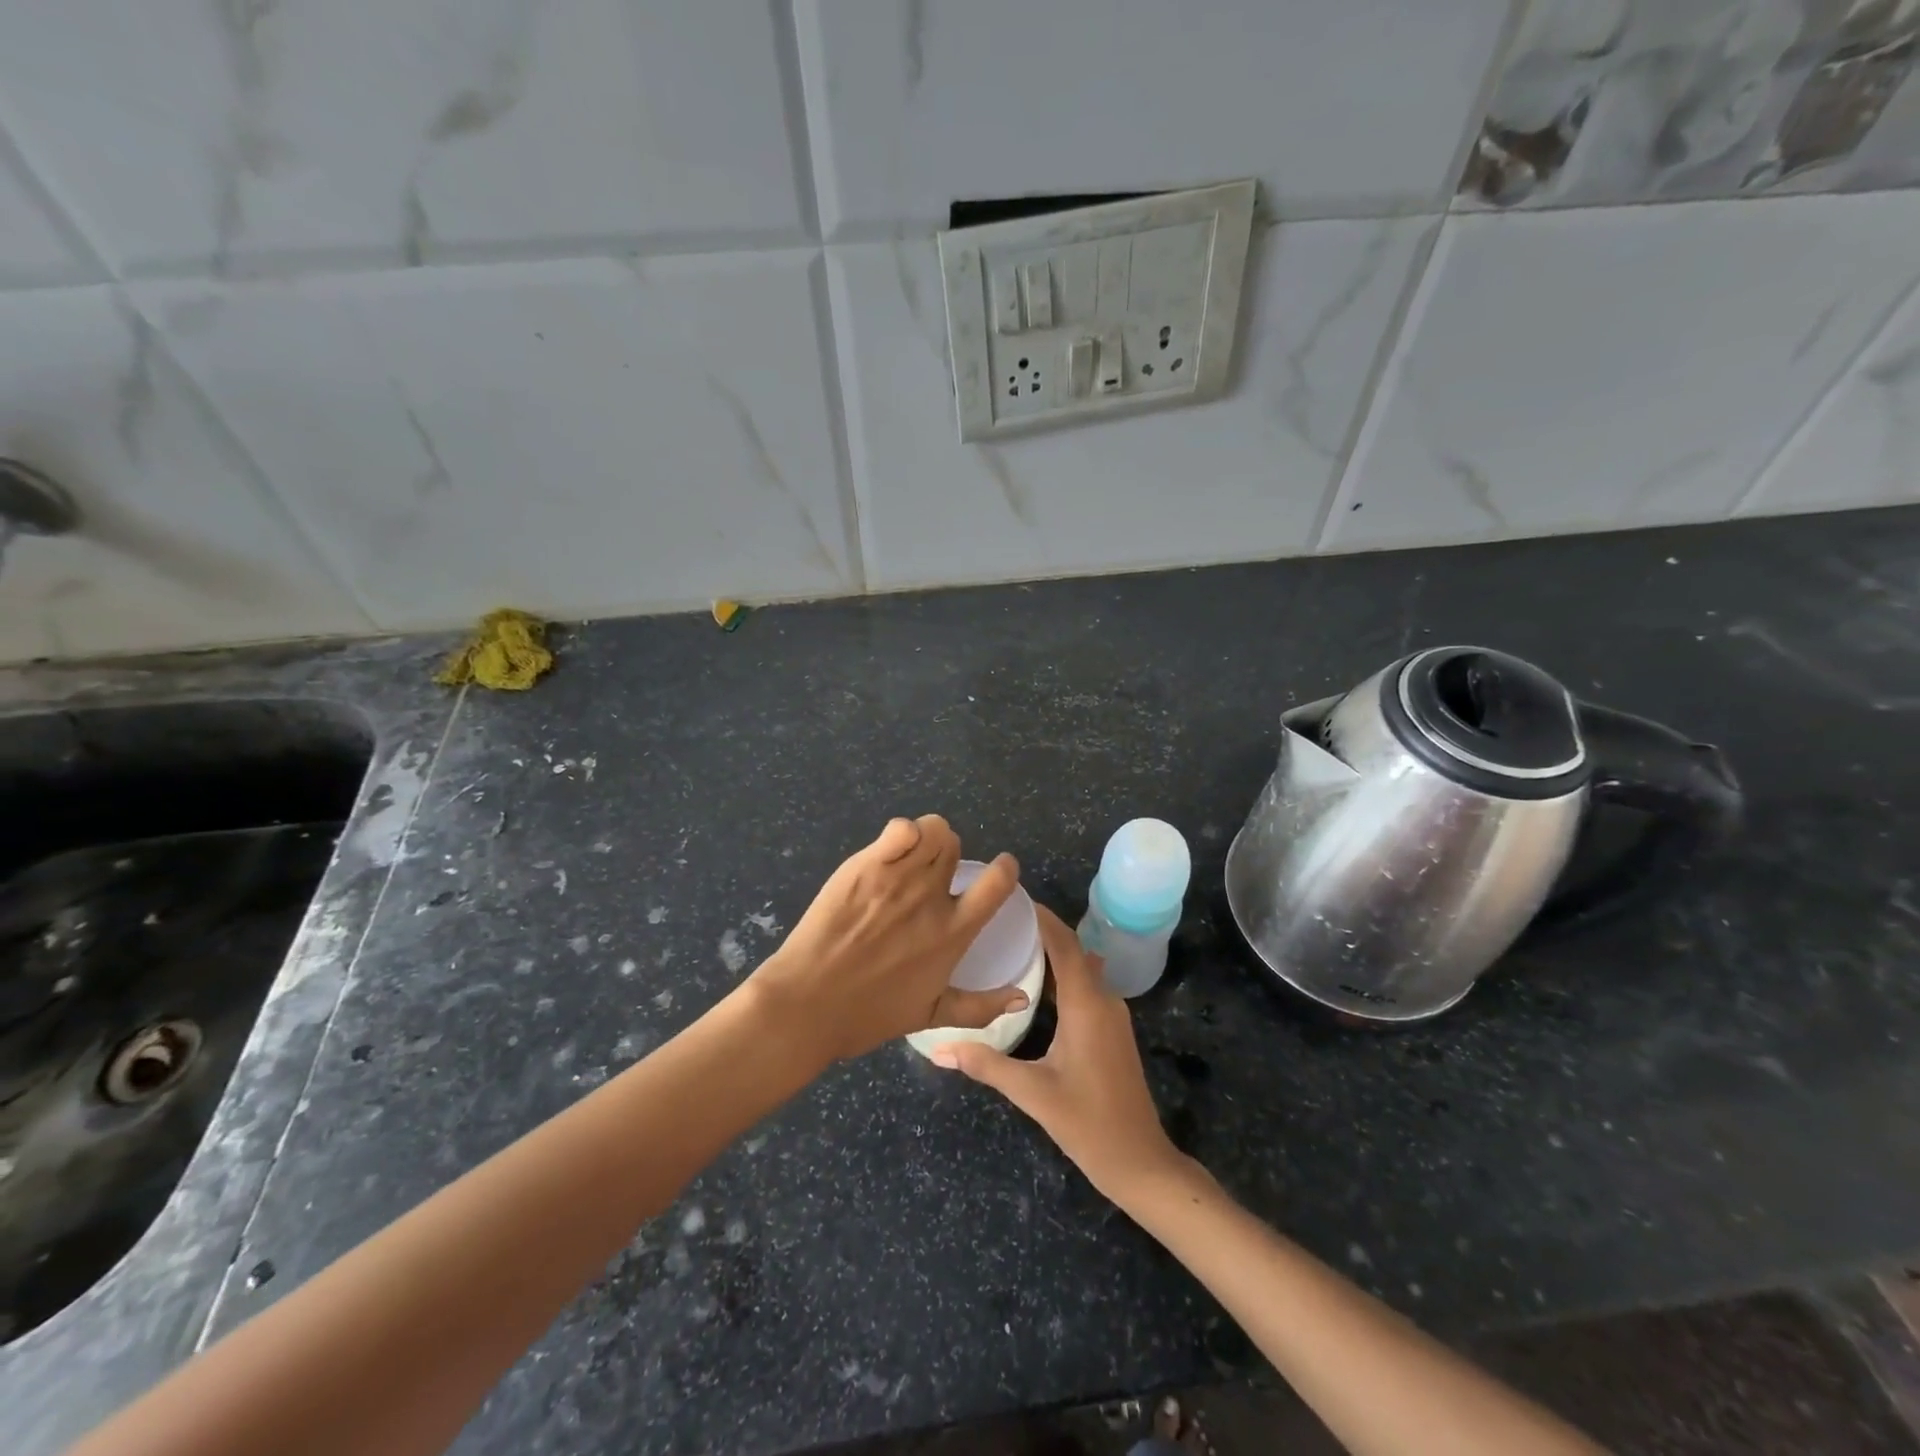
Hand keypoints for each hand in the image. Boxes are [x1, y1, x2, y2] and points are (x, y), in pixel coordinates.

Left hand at [746, 816, 1024, 1062]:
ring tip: (907, 857)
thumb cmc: (868, 1014)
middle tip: (927, 873)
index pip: (997, 883)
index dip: (1003, 869)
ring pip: (931, 830)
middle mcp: (931, 897)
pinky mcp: (866, 865)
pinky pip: (901, 828)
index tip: (998, 870)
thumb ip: (980, 1006)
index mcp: (953, 932)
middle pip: (954, 847)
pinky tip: (891, 848)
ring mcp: (898, 877)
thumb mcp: (931, 1016)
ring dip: (925, 838)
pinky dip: (902, 832)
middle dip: (946, 855)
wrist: (808, 1004)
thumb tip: (1023, 999)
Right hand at [931, 906, 1188, 1201]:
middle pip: (1073, 950)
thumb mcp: (1032, 1093)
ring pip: (1081, 968)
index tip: (1012, 896)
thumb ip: (986, 1065)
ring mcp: (1112, 1015)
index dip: (1041, 917)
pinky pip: (1086, 986)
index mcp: (1087, 1004)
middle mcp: (1103, 1000)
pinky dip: (1062, 974)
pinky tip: (1036, 984)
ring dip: (1053, 952)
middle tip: (1001, 919)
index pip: (1064, 944)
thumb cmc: (1088, 1123)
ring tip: (1013, 943)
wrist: (1140, 1161)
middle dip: (1042, 930)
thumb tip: (938, 1049)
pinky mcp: (1111, 1030)